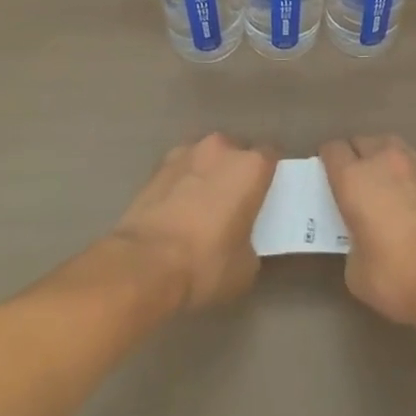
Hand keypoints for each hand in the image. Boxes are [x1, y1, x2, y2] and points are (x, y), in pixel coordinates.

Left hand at [110, 134, 275, 311]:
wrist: (143, 264)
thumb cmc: (205, 263)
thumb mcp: (246, 267)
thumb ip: (253, 241)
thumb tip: (244, 240)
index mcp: (251, 166)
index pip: (272, 156)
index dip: (272, 174)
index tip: (268, 194)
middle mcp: (222, 148)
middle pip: (238, 152)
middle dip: (238, 171)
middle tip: (236, 202)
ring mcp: (186, 152)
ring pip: (207, 157)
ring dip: (209, 173)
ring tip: (203, 205)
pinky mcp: (158, 166)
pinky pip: (181, 169)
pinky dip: (183, 182)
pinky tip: (179, 209)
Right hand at [320, 135, 415, 330]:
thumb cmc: (397, 277)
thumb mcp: (356, 270)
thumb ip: (352, 242)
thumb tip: (363, 237)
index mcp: (354, 179)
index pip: (332, 150)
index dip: (327, 161)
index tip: (327, 178)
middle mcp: (384, 161)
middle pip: (361, 142)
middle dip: (354, 157)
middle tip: (355, 185)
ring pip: (391, 146)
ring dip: (382, 159)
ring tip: (384, 185)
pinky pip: (415, 163)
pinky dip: (408, 173)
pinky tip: (412, 197)